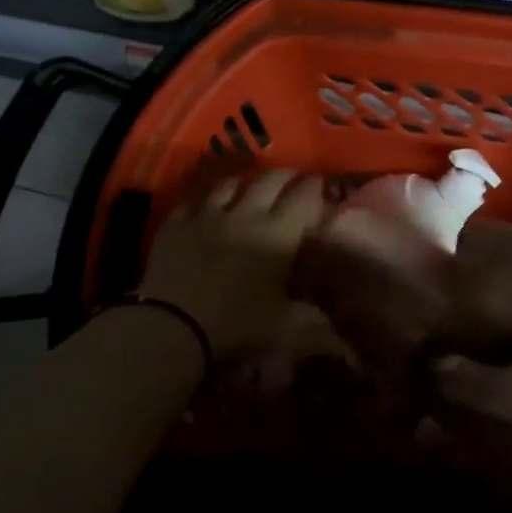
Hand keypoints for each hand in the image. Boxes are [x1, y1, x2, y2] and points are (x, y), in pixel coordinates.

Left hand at [137, 170, 325, 365]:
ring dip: (245, 182)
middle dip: (285, 176)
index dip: (314, 187)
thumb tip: (339, 336)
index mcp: (278, 235)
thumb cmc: (235, 325)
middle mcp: (246, 214)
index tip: (320, 185)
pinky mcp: (176, 222)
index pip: (303, 197)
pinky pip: (193, 198)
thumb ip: (315, 326)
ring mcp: (207, 214)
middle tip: (292, 179)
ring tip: (250, 186)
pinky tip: (206, 204)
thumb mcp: (285, 330)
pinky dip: (205, 198)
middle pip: (269, 180)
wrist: (172, 324)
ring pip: (230, 183)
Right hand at [289, 216, 511, 375]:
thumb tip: (398, 341)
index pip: (443, 238)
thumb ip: (421, 329)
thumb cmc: (495, 306)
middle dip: (468, 274)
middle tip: (459, 304)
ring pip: (509, 264)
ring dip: (501, 284)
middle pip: (477, 250)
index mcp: (468, 233)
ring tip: (492, 316)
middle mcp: (502, 230)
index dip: (433, 260)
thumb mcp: (446, 323)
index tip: (427, 284)